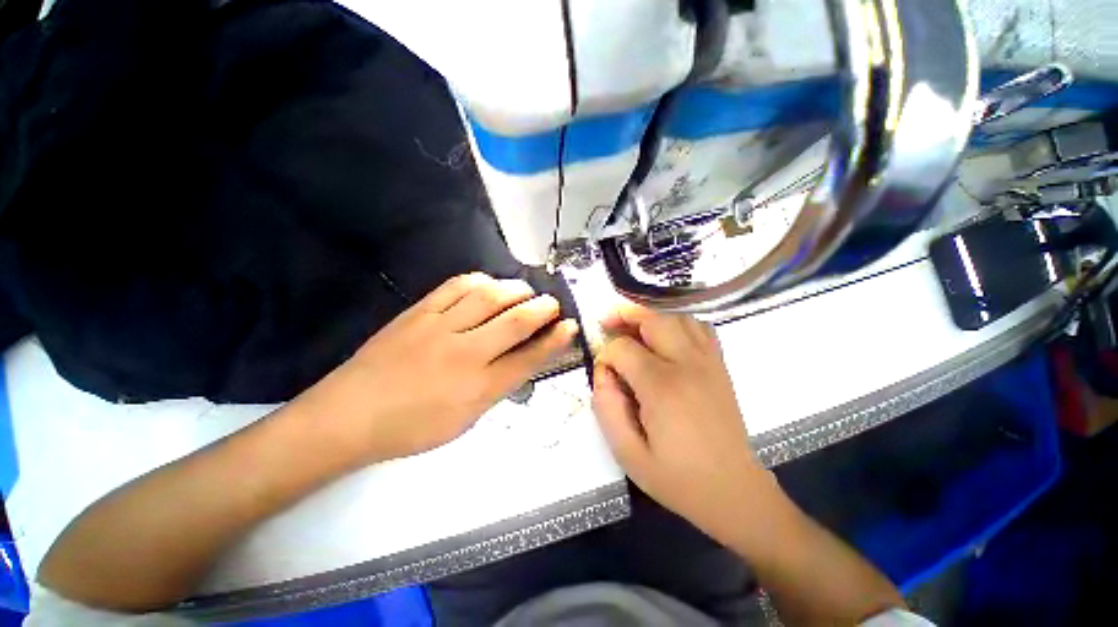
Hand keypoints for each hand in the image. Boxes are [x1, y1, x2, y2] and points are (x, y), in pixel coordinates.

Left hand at [300, 273, 577, 464]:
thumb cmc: (412, 428)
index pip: (530, 358)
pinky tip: (488, 284)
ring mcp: (440, 328)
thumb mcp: (466, 419)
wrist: (349, 415)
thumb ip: (498, 386)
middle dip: (543, 308)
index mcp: (479, 388)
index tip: (570, 326)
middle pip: (516, 321)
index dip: (556, 340)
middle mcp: (465, 354)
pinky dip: (479, 281)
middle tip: (552, 304)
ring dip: (515, 289)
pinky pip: (455, 287)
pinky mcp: (418, 313)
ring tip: (524, 291)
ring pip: (489, 297)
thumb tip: (523, 360)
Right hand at [592, 303, 770, 542]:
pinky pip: (700, 328)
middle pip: (654, 320)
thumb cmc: (678, 478)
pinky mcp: (720, 366)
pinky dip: (679, 323)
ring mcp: (709, 362)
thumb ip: (606, 407)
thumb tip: (603, 372)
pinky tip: (666, 337)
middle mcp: (688, 365)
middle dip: (625, 315)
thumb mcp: (628, 453)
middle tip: (608, 322)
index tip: (603, 371)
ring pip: (678, 318)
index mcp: (662, 387)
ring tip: (633, 327)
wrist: (734, 491)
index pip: (624, 349)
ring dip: (651, 316)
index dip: (606, 354)